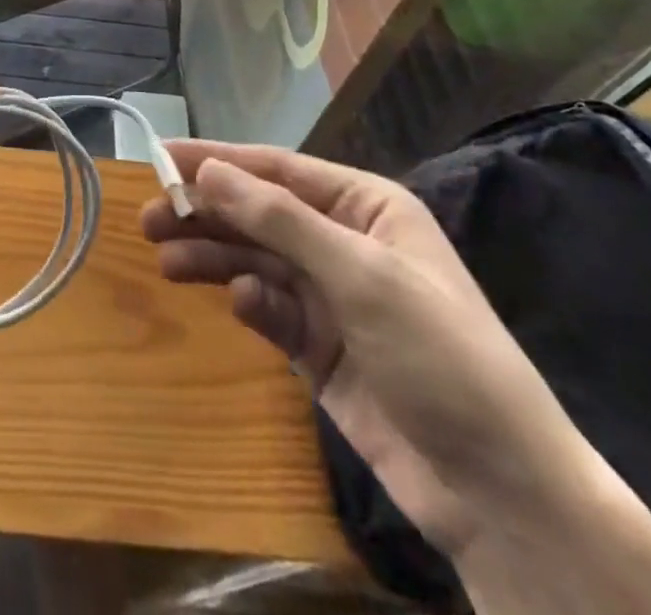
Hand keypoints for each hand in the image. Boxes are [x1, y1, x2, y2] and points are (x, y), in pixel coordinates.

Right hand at [139, 142, 603, 558]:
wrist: (501, 493)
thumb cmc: (438, 356)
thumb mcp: (360, 275)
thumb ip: (279, 219)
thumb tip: (207, 171)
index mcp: (365, 206)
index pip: (277, 169)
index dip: (217, 160)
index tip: (161, 156)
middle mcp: (344, 241)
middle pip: (259, 214)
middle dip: (207, 213)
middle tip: (149, 218)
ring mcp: (332, 297)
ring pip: (256, 260)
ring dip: (213, 256)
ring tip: (163, 258)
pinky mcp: (320, 348)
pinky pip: (271, 310)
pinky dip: (250, 304)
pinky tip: (237, 306)